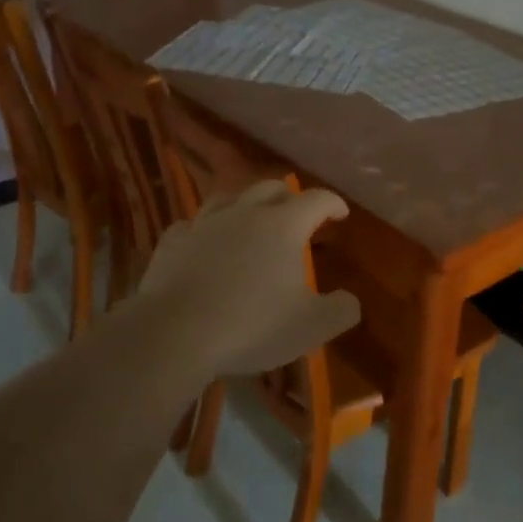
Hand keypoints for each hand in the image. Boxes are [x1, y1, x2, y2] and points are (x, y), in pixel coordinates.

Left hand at [134, 180, 361, 381]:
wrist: (176, 333)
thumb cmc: (253, 325)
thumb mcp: (312, 326)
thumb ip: (341, 310)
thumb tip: (350, 299)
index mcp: (284, 225)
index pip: (317, 199)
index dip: (332, 203)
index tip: (340, 214)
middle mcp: (245, 213)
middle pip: (271, 188)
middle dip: (289, 197)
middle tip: (297, 214)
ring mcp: (204, 224)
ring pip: (228, 198)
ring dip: (245, 204)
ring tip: (249, 218)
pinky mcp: (173, 243)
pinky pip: (190, 226)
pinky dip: (202, 230)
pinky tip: (202, 241)